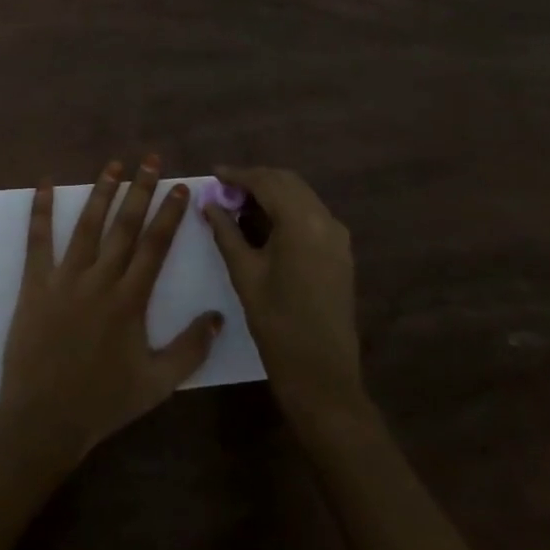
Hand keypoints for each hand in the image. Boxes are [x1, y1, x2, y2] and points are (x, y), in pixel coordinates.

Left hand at [0, 156, 223, 463]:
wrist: (45, 420)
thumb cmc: (104, 402)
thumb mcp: (158, 384)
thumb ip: (190, 349)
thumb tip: (217, 316)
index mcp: (131, 300)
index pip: (156, 246)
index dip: (169, 213)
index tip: (181, 186)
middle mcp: (100, 280)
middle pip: (125, 226)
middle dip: (141, 189)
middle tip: (151, 159)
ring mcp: (65, 278)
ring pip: (87, 225)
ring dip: (101, 191)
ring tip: (114, 164)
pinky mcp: (35, 284)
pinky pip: (38, 240)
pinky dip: (41, 210)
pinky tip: (44, 184)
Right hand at [205, 166, 366, 427]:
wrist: (322, 375)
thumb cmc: (277, 324)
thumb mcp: (245, 274)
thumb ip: (226, 232)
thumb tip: (209, 203)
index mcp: (302, 222)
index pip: (267, 182)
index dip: (238, 175)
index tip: (213, 174)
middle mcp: (325, 220)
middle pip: (287, 183)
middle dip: (255, 180)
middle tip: (224, 190)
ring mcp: (337, 236)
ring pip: (301, 196)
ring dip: (272, 193)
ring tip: (239, 205)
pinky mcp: (340, 252)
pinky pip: (311, 215)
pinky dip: (287, 210)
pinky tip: (264, 224)